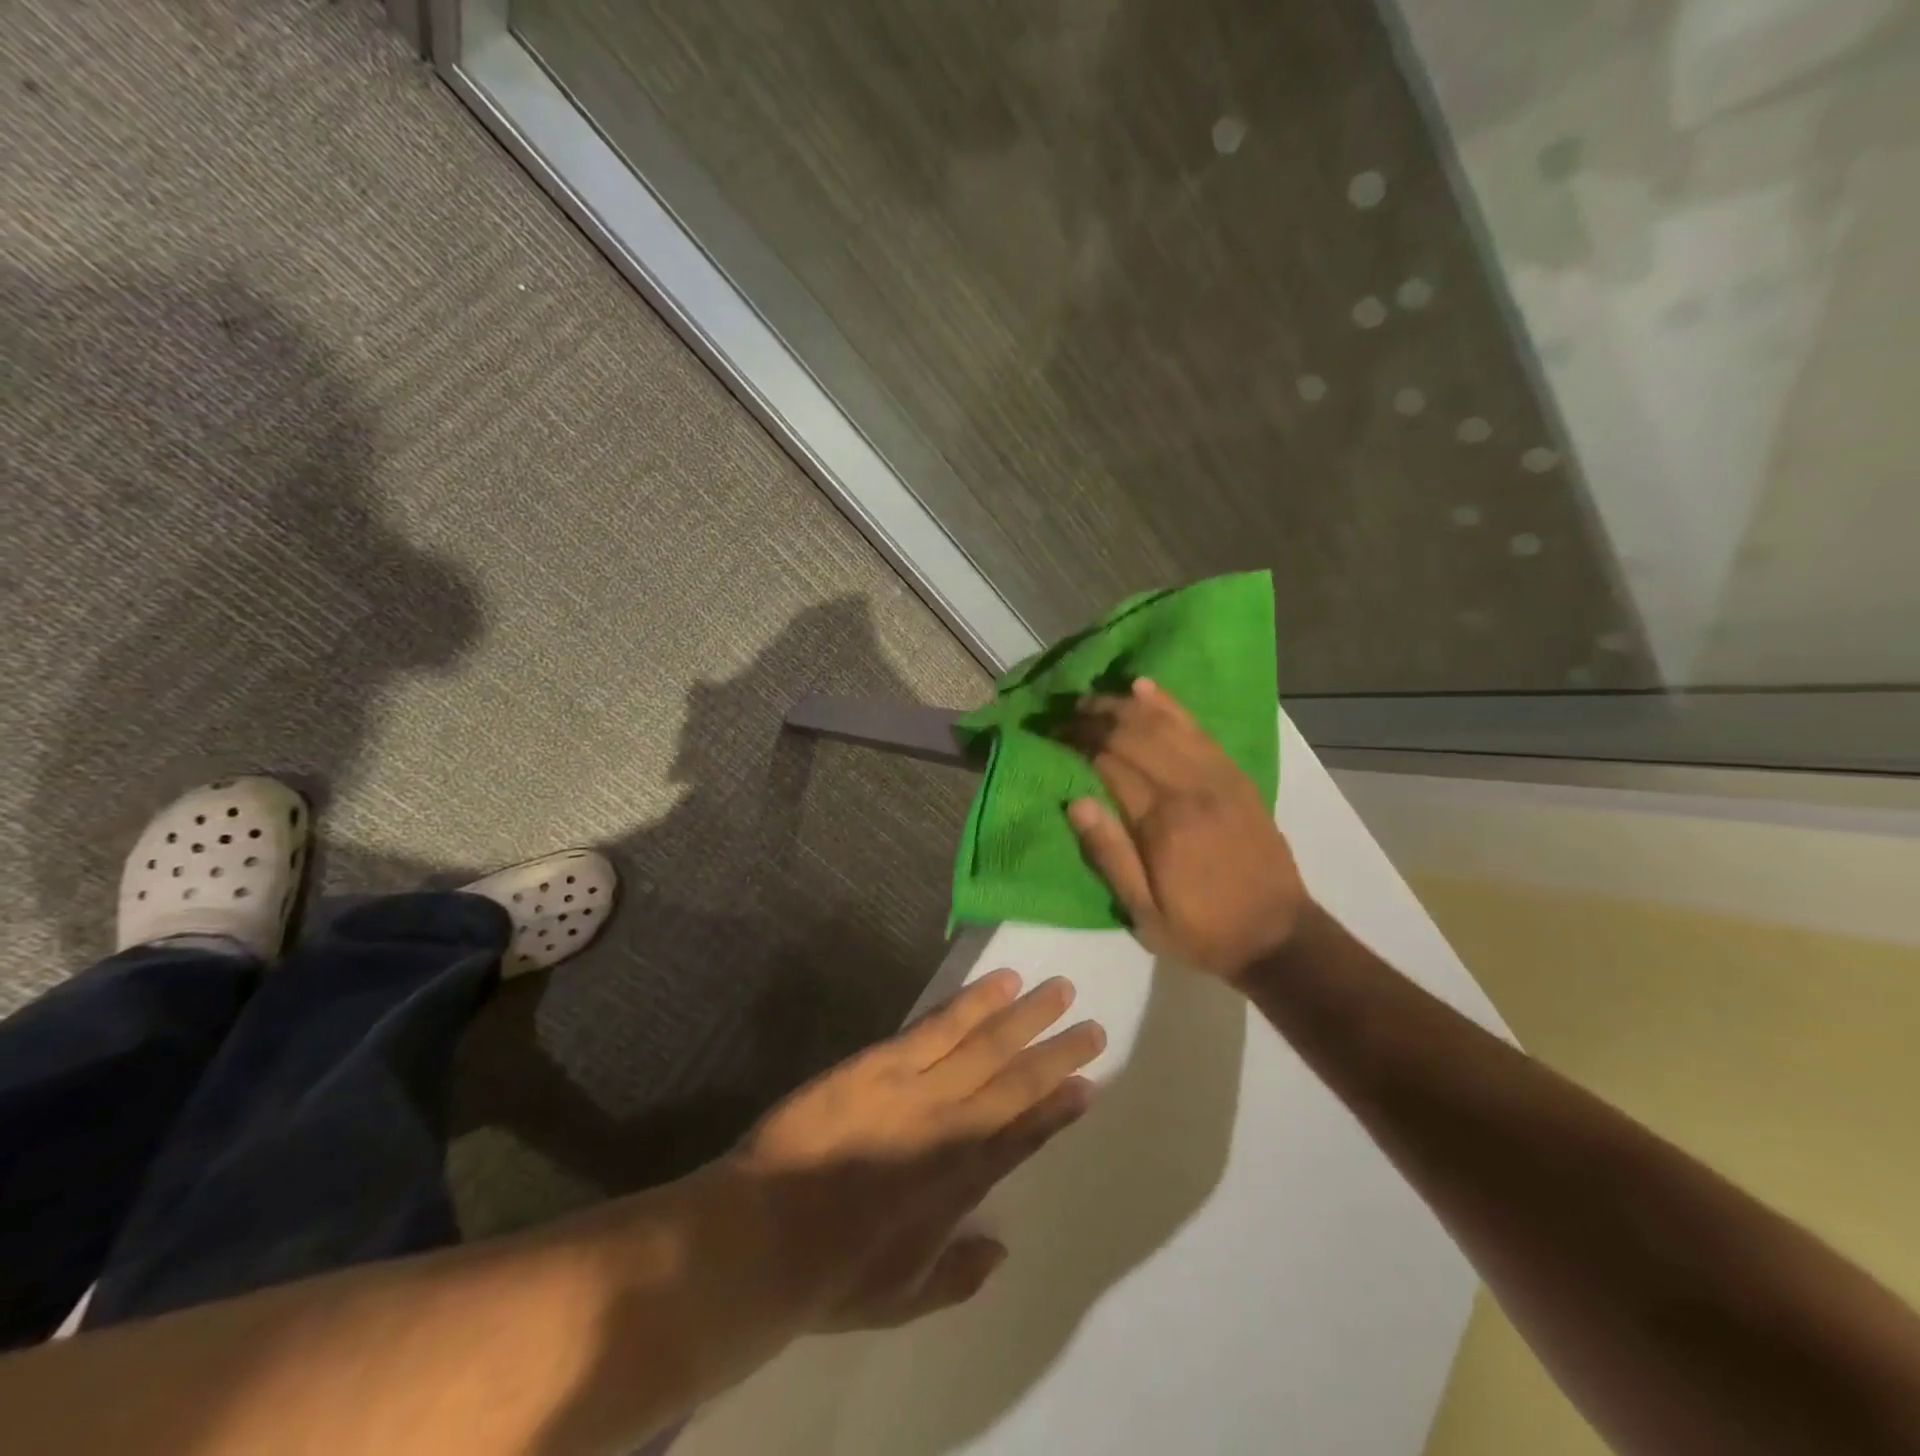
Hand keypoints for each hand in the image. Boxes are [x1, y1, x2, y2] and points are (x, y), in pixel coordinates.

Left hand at [735, 971, 1102, 1330]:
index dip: (1058, 1111)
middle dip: (1058, 1056)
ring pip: (986, 1045)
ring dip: (1027, 1017)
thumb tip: (1001, 1251)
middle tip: (1095, 1029)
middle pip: (1016, 1084)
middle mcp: (952, 1130)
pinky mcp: (883, 1061)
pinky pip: (939, 1024)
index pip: (1023, 1139)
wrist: (763, 1236)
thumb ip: (956, 1276)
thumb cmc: (831, 1275)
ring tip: (1061, 990)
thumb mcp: (900, 1299)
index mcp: (960, 1186)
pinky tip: (1001, 982)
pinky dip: (975, 1002)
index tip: (1089, 1086)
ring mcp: (919, 1089)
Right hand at [1064, 677, 1308, 982]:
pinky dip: (1169, 705)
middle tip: (1064, 715)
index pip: (1110, 762)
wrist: (1279, 937)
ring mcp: (1219, 777)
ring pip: (1165, 724)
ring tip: (1094, 700)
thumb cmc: (1203, 930)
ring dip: (1125, 705)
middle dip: (1095, 718)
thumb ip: (1110, 855)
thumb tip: (1075, 801)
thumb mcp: (1145, 913)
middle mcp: (1191, 788)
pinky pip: (1198, 729)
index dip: (1076, 743)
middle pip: (1135, 734)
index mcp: (1163, 822)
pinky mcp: (1236, 777)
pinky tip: (1145, 688)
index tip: (1049, 735)